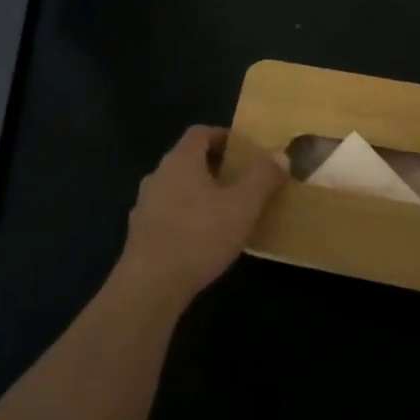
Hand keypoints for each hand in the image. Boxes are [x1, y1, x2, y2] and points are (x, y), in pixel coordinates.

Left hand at [116, 126, 285, 311]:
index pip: (200, 133)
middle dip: (214, 166)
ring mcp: (144, 205)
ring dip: (199, 193)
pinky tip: (202, 239)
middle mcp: (158, 175)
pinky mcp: (139, 235)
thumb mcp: (243, 205)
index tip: (245, 152)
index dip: (223, 137)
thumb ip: (263, 177)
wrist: (149, 287)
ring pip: (176, 188)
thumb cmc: (200, 235)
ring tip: (224, 211)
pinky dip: (185, 217)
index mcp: (181, 160)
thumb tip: (280, 155)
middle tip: (240, 181)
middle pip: (188, 159)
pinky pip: (167, 214)